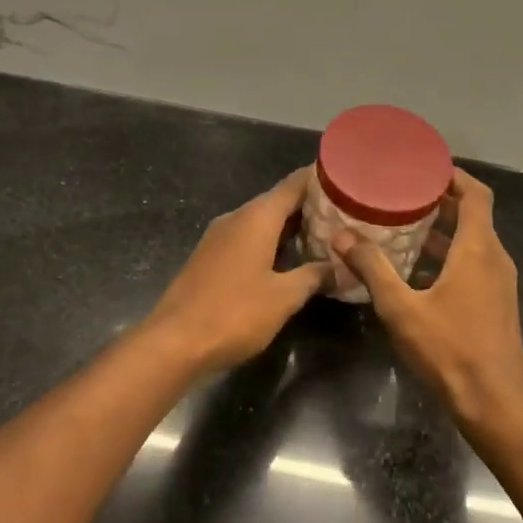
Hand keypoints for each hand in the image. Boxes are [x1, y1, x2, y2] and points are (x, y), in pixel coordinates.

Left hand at [143, 169, 329, 371]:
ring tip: (326, 236)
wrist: (174, 343)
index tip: (349, 180)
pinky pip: (249, 239)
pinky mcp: (211, 258)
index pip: (295, 183)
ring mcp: (220, 238)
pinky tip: (291, 260)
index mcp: (257, 218)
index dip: (321, 179)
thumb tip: (342, 267)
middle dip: (312, 206)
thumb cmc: (234, 313)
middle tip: (346, 214)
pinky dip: (273, 243)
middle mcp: (237, 218)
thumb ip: (315, 276)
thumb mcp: (284, 297)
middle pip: (279, 201)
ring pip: (263, 222)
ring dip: (293, 227)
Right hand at [331, 169, 522, 423]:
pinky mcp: (497, 304)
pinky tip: (418, 270)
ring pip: (473, 242)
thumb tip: (341, 237)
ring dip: (444, 231)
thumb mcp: (401, 308)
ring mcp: (500, 283)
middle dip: (441, 202)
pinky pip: (474, 265)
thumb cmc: (449, 350)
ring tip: (404, 226)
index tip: (424, 168)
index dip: (454, 176)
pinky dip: (450, 256)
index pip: (477, 194)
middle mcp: (495, 259)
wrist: (494, 402)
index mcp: (478, 249)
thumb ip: (372, 269)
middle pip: (474, 216)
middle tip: (403, 194)